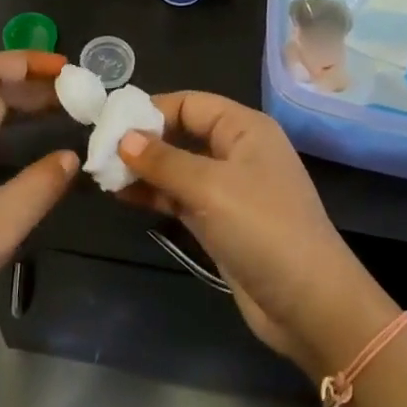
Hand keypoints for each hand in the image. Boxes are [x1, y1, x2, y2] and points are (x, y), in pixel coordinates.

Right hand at [115, 92, 397, 374]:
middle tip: (98, 151)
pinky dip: (154, 194)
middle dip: (144, 139)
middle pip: (183, 132)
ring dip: (144, 169)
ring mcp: (229, 189)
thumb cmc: (263, 229)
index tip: (110, 123)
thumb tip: (122, 138)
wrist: (308, 304)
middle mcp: (237, 151)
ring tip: (101, 173)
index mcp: (245, 128)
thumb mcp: (211, 187)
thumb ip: (164, 160)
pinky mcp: (220, 221)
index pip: (191, 103)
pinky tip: (122, 195)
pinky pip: (181, 197)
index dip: (152, 109)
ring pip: (179, 167)